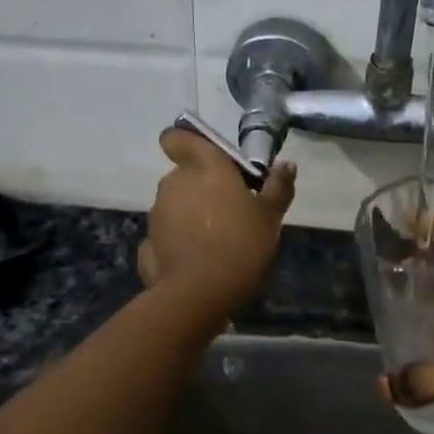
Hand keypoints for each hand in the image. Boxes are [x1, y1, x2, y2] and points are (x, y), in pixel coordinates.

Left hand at [138, 129, 295, 311]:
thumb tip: (286, 165)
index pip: (176, 138)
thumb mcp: (270, 217)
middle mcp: (174, 182)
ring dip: (190, 216)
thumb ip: (278, 187)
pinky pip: (166, 236)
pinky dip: (178, 243)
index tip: (204, 159)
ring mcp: (156, 214)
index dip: (184, 144)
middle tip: (229, 211)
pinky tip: (197, 262)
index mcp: (203, 166)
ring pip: (174, 206)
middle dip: (201, 188)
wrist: (199, 295)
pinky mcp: (147, 244)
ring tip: (216, 242)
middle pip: (184, 175)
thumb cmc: (241, 244)